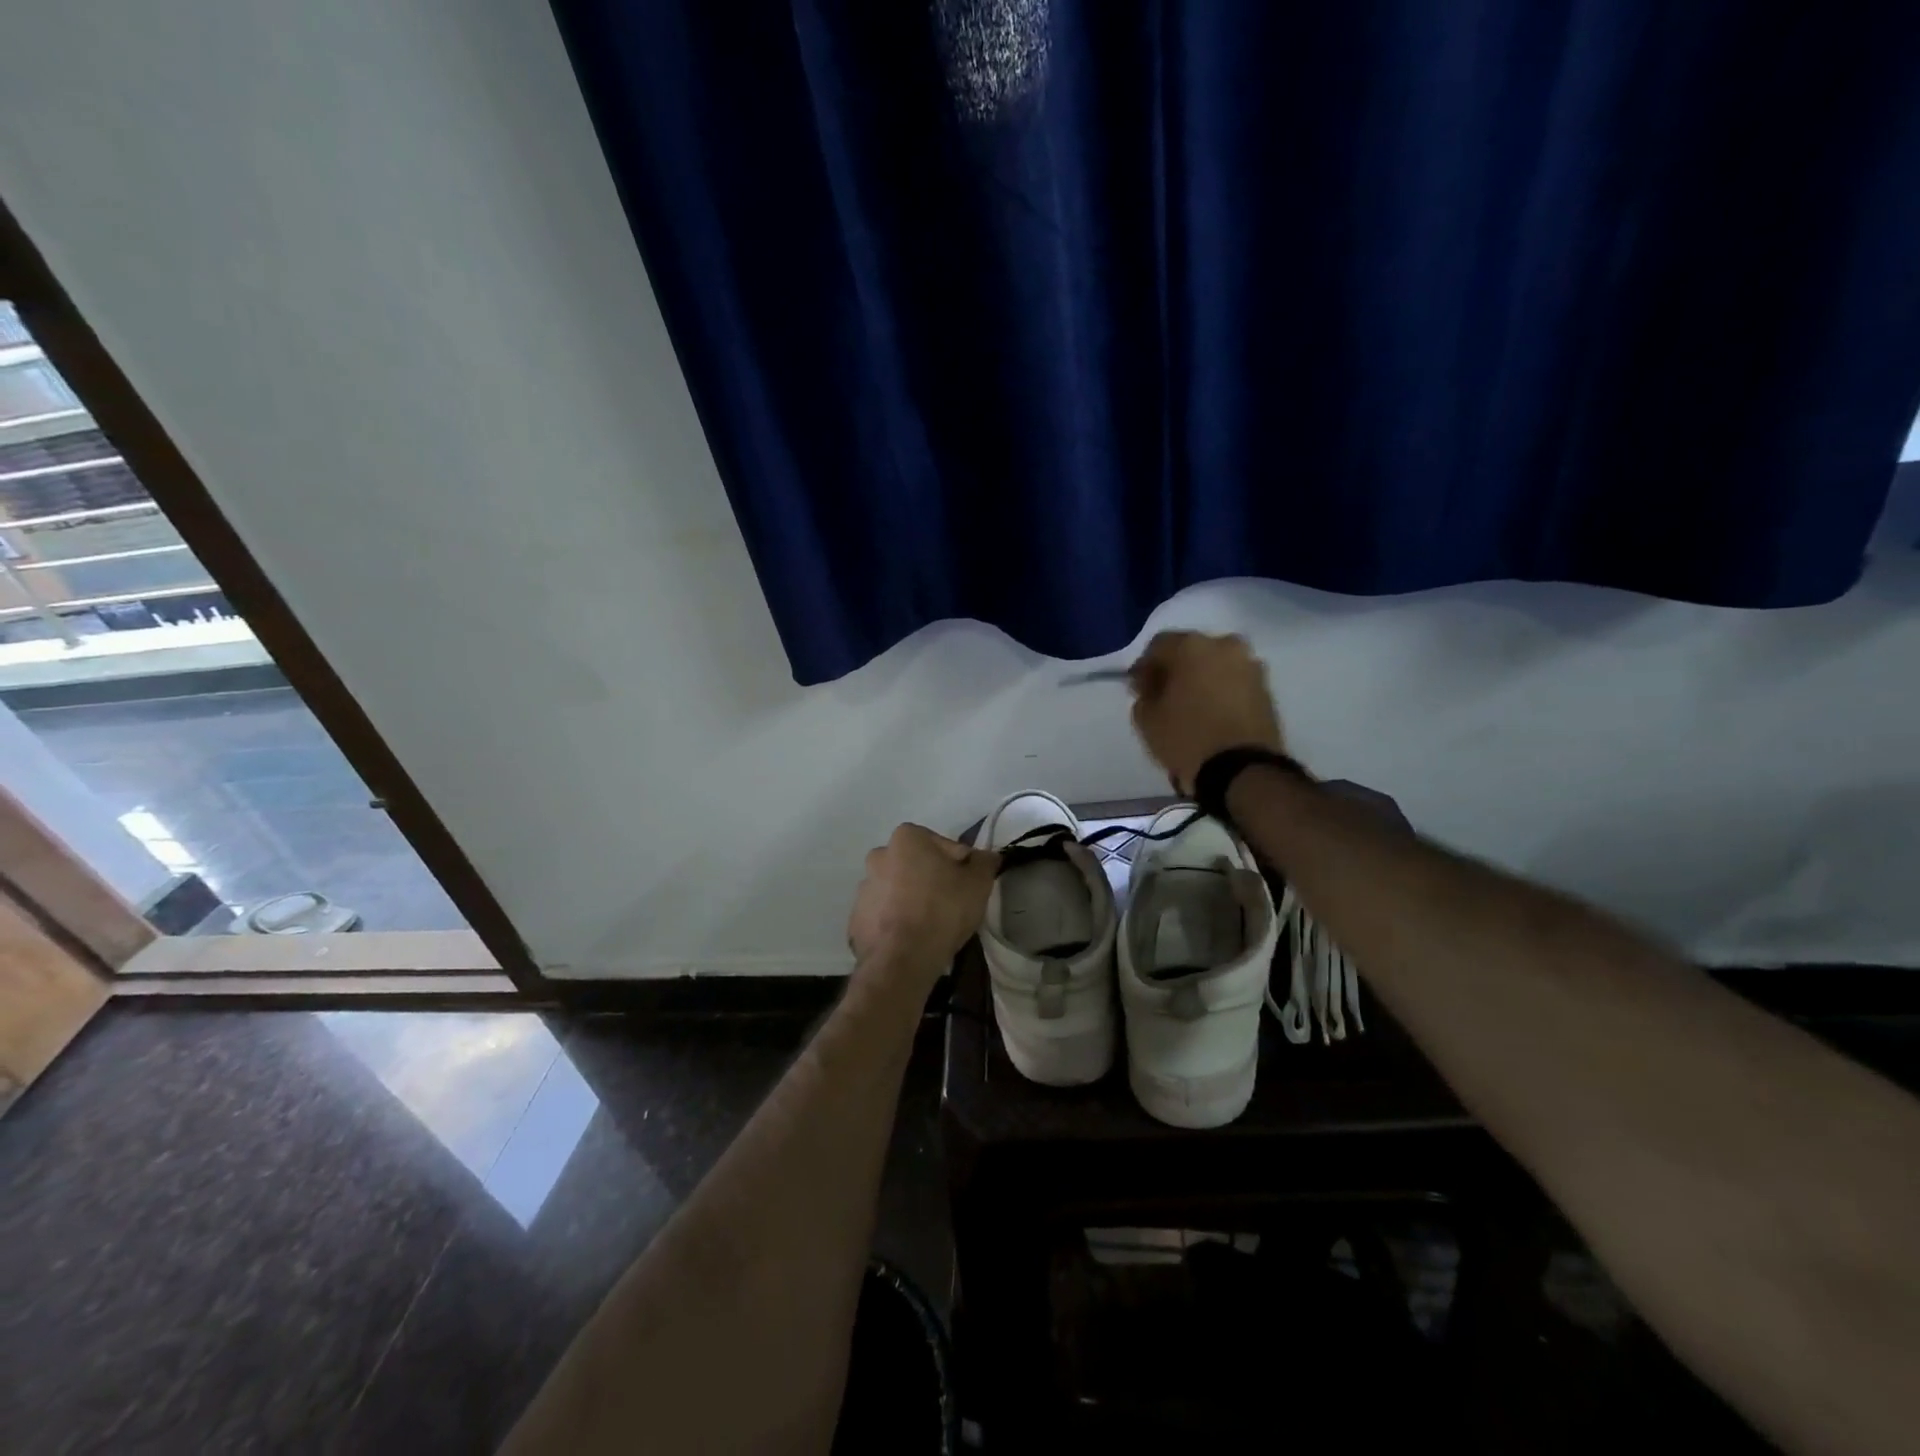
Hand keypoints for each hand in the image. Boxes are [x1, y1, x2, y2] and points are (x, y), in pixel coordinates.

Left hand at [847, 823, 997, 985]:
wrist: (902, 959)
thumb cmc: (942, 910)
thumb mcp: (978, 883)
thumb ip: (984, 862)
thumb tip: (986, 856)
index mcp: (907, 838)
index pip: (945, 846)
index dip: (961, 866)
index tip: (968, 887)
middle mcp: (879, 855)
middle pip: (917, 865)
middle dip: (932, 880)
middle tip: (951, 905)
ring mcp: (863, 888)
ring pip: (898, 889)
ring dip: (912, 900)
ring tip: (930, 926)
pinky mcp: (856, 918)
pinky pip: (884, 915)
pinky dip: (896, 922)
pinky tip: (912, 938)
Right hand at [1128, 631, 1286, 793]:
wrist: (1243, 771)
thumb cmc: (1187, 738)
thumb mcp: (1147, 719)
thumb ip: (1144, 694)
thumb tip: (1153, 686)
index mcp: (1192, 646)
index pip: (1158, 646)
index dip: (1144, 668)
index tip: (1139, 691)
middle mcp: (1225, 645)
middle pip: (1190, 652)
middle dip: (1175, 671)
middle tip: (1163, 697)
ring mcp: (1250, 666)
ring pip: (1215, 666)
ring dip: (1200, 681)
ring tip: (1189, 709)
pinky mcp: (1266, 689)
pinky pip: (1233, 683)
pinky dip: (1220, 693)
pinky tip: (1210, 715)